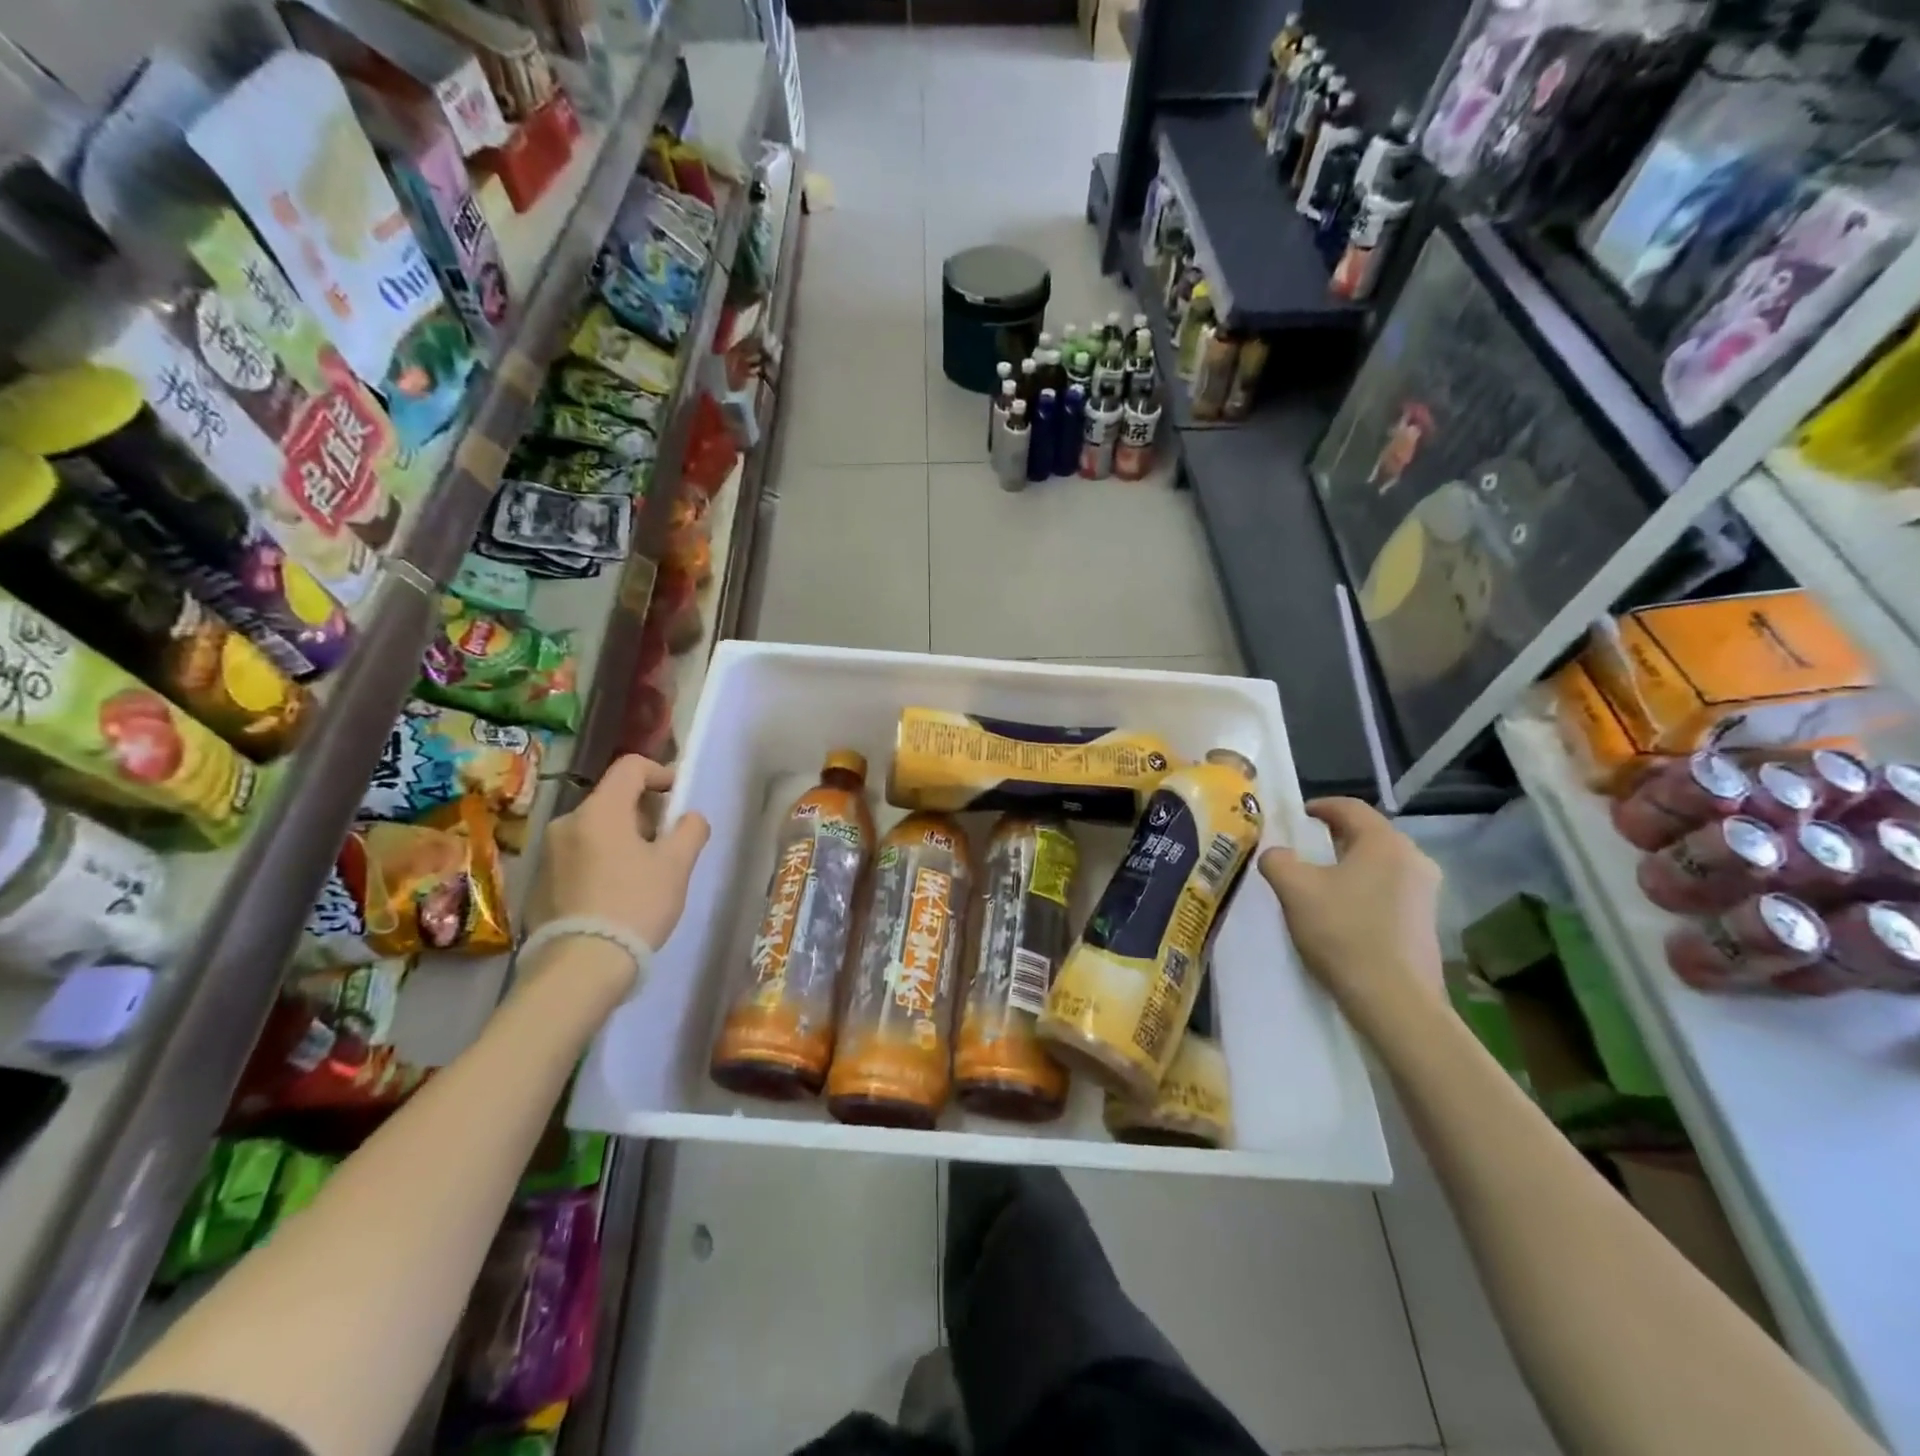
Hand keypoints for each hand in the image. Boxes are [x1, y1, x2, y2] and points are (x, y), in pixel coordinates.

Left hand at [530, 755, 710, 953]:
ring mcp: (548, 854)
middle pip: (613, 800)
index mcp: (600, 810)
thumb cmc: (636, 905)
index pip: (630, 767)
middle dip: (644, 814)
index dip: (661, 773)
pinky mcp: (538, 884)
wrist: (580, 966)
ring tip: (643, 875)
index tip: (679, 799)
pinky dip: (601, 863)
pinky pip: (578, 858)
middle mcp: (567, 823)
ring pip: (595, 830)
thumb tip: (689, 818)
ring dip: (622, 840)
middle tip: (667, 845)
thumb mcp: (677, 865)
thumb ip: (690, 830)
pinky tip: (615, 897)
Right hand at [1260, 797, 1443, 1025]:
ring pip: (1379, 864)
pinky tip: (1343, 913)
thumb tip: (1276, 854)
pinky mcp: (1427, 921)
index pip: (1350, 807)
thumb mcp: (1294, 889)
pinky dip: (1364, 890)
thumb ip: (1277, 860)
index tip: (1295, 818)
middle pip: (1367, 834)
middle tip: (1303, 850)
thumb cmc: (1343, 932)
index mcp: (1385, 842)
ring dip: (1349, 866)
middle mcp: (1413, 858)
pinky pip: (1389, 889)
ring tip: (1319, 883)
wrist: (1394, 1000)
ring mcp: (1426, 892)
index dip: (1318, 807)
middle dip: (1333, 838)